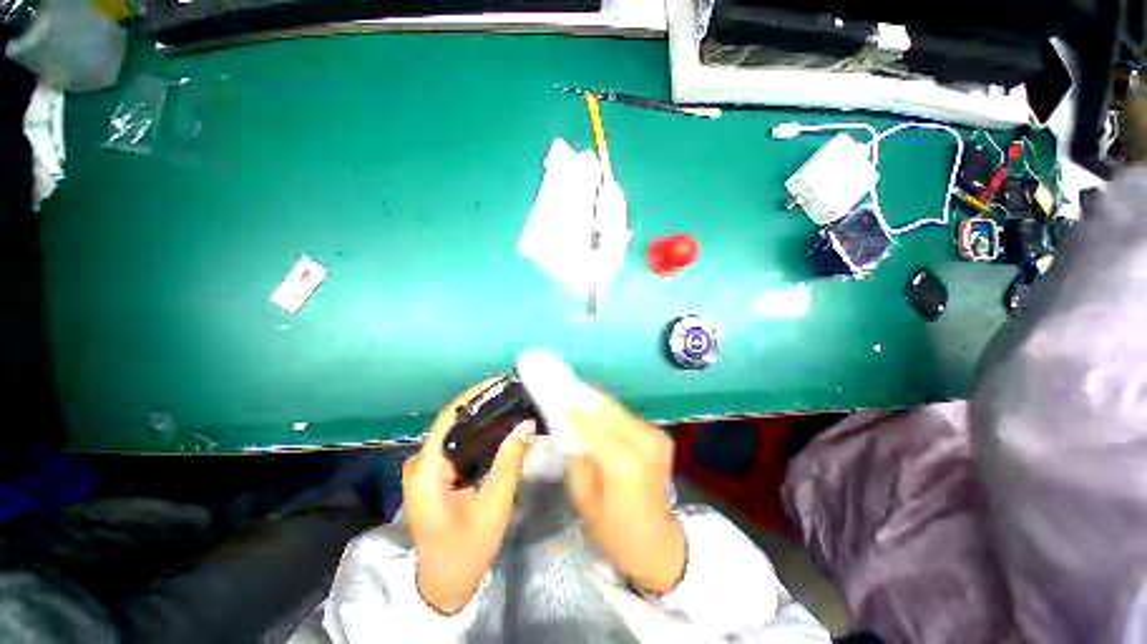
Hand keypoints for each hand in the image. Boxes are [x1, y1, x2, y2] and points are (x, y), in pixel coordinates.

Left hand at [403, 380, 535, 613]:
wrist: (444, 584)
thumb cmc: (466, 548)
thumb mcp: (492, 506)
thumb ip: (509, 463)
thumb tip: (525, 423)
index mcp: (426, 469)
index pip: (449, 417)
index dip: (474, 395)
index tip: (500, 382)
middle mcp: (421, 462)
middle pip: (453, 421)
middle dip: (483, 403)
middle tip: (513, 392)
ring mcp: (426, 467)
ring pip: (456, 431)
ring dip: (482, 417)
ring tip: (510, 404)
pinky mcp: (435, 473)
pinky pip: (457, 444)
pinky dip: (478, 433)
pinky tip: (500, 428)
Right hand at [565, 395, 685, 594]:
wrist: (657, 543)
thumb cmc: (614, 530)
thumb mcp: (584, 498)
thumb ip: (576, 457)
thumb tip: (568, 425)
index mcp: (625, 463)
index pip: (593, 426)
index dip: (573, 412)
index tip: (556, 400)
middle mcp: (645, 443)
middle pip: (608, 410)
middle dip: (584, 399)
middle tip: (564, 390)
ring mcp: (656, 437)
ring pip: (619, 409)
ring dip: (597, 404)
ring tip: (576, 397)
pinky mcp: (660, 436)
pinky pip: (628, 417)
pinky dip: (610, 413)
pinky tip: (595, 412)